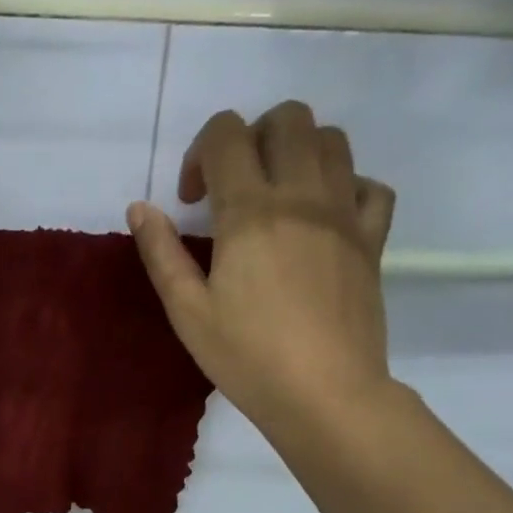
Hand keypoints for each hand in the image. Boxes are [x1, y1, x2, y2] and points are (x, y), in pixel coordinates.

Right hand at [127, 102, 396, 437]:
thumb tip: (140, 207)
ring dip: (298, 151)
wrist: (324, 393)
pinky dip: (347, 186)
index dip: (200, 153)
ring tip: (278, 196)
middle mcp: (302, 195)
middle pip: (287, 118)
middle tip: (235, 186)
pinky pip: (371, 186)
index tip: (191, 201)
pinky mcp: (373, 239)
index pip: (226, 135)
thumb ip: (162, 254)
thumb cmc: (247, 357)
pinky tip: (325, 218)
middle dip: (252, 137)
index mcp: (250, 211)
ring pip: (332, 140)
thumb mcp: (188, 312)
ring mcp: (345, 213)